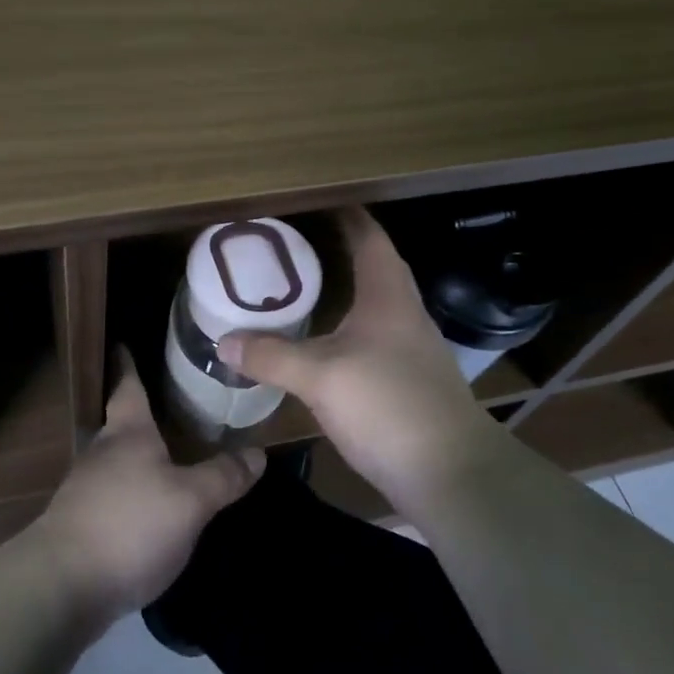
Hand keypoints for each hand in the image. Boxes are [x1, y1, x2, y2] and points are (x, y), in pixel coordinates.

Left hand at [30, 359, 262, 626]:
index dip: (128, 363)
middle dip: (140, 412)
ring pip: (116, 460)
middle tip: (169, 403)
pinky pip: (111, 494)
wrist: (62, 585)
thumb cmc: (130, 525)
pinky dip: (130, 491)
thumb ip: (223, 476)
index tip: (123, 341)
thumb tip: (259, 452)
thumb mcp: (190, 501)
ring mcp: (85, 489)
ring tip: (165, 455)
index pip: (128, 386)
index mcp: (128, 433)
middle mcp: (102, 452)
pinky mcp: (79, 524)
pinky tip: (148, 507)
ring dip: (136, 455)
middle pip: (120, 422)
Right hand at [217, 207, 494, 519]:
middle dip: (335, 248)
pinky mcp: (407, 378)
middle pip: (371, 264)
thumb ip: (270, 355)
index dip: (344, 213)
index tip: (311, 199)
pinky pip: (370, 335)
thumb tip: (222, 341)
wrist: (451, 473)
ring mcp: (409, 347)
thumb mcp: (320, 376)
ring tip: (298, 284)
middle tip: (290, 242)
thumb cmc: (388, 404)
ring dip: (341, 287)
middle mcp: (403, 311)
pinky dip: (344, 325)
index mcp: (387, 294)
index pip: (368, 235)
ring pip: (371, 301)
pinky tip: (320, 340)